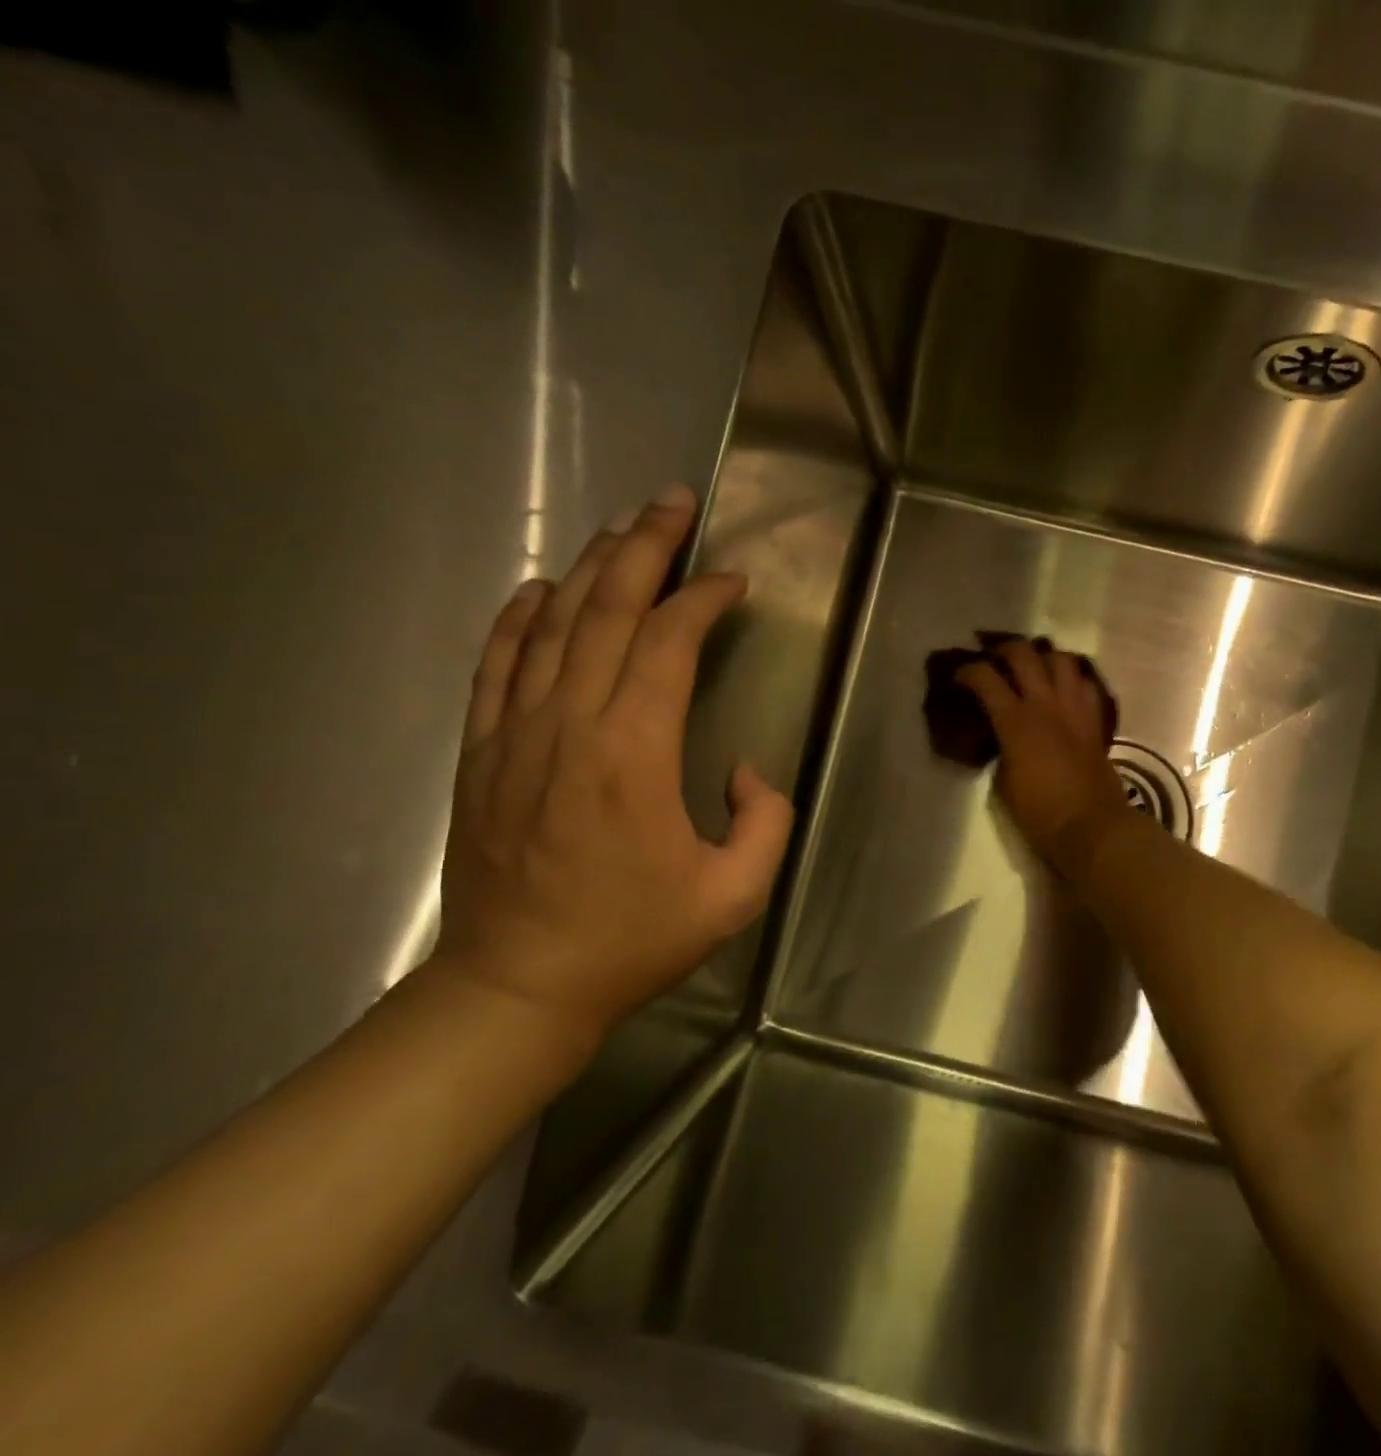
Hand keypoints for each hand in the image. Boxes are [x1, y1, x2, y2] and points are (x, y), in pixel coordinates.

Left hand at [431, 486, 792, 1043]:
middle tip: (674, 503)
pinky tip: (539, 587)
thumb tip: (745, 769)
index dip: (702, 600)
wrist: (519, 985)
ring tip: (622, 529)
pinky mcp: (483, 750)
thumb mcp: (735, 894)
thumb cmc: (633, 939)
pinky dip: (518, 616)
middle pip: (605, 609)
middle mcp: (570, 724)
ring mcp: (515, 732)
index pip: (667, 642)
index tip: (732, 583)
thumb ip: (765, 821)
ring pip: (551, 624)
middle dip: (644, 547)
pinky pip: (496, 663)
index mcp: (634, 754)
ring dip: (590, 567)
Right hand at [956, 639, 1132, 873]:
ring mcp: (1074, 708)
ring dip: (1044, 657)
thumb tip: (1003, 736)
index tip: (959, 677)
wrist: (1091, 826)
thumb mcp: (1003, 781)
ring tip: (1034, 666)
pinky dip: (1073, 679)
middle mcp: (1045, 703)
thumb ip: (1001, 748)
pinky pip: (1086, 684)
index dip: (968, 671)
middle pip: (1024, 654)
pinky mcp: (1095, 720)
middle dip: (1005, 649)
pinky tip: (1064, 688)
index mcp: (1015, 721)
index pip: (985, 678)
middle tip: (995, 658)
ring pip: (1061, 659)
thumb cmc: (1039, 812)